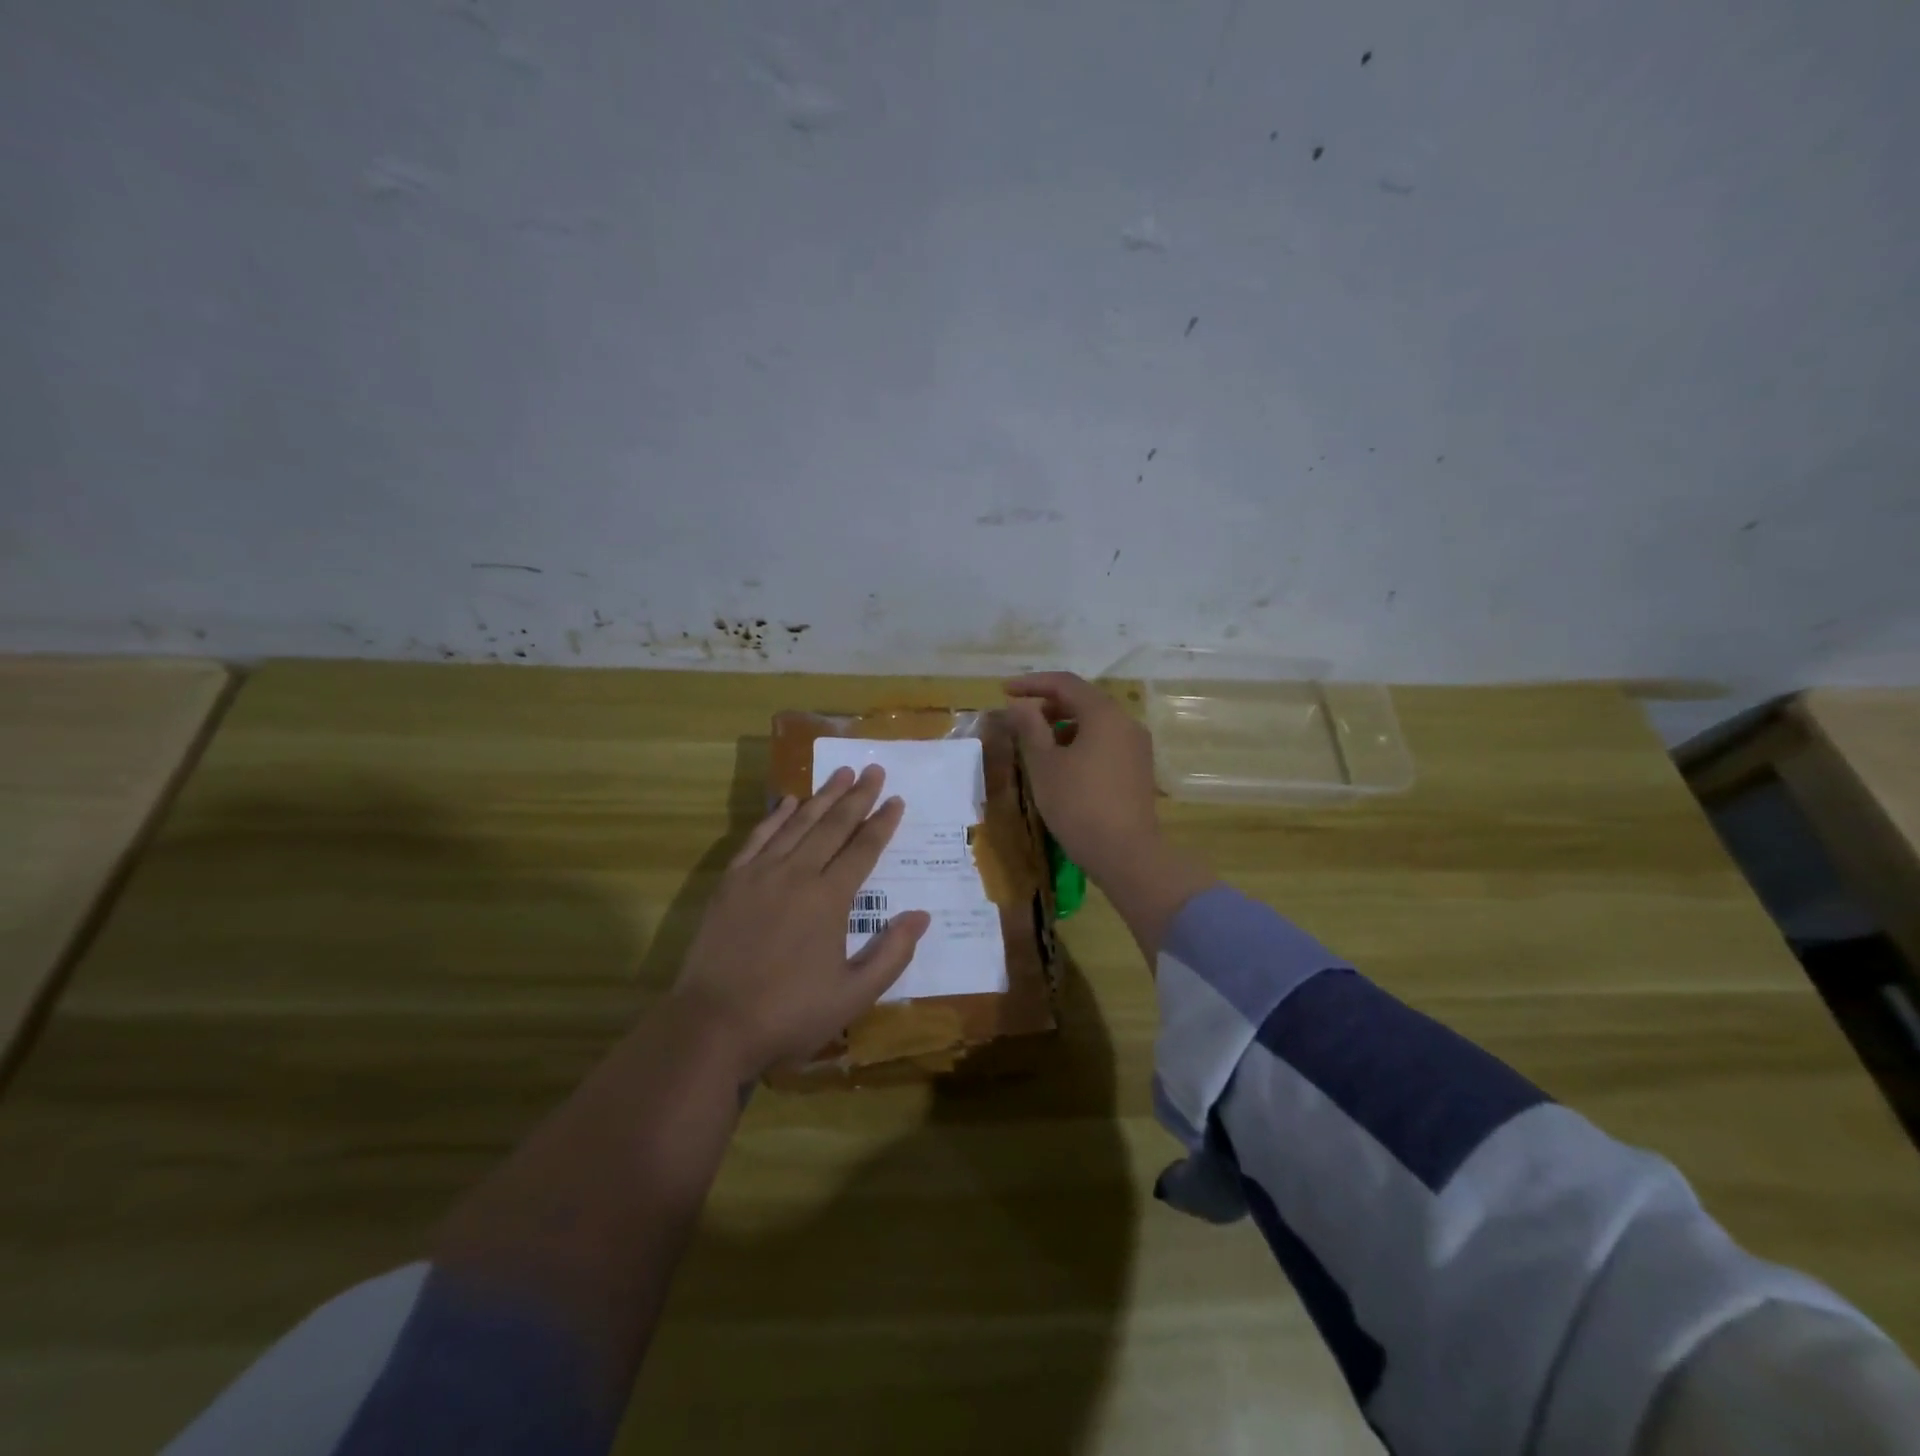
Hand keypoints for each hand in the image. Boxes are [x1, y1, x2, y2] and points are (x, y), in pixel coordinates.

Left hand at [670, 764, 931, 1080]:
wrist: (713, 1025)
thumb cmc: (789, 1014)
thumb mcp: (853, 995)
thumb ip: (891, 953)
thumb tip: (922, 915)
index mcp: (830, 899)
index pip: (863, 849)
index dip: (882, 822)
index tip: (896, 798)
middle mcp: (797, 874)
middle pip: (833, 825)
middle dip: (857, 796)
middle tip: (874, 768)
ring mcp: (760, 874)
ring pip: (797, 824)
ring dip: (821, 797)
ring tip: (841, 773)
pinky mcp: (732, 882)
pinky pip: (758, 837)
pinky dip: (775, 816)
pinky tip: (787, 801)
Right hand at [1005, 672, 1216, 960]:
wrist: (1126, 854)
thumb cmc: (1078, 804)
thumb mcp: (1044, 764)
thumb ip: (1029, 728)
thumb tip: (1019, 706)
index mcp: (1104, 714)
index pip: (1064, 683)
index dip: (1032, 683)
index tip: (1005, 690)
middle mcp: (1126, 722)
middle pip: (1083, 700)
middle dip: (1048, 705)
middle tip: (1020, 719)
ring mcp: (1136, 746)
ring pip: (1095, 723)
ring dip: (1064, 725)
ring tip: (1037, 744)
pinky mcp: (1138, 769)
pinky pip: (1106, 742)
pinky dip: (1081, 742)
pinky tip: (1063, 765)